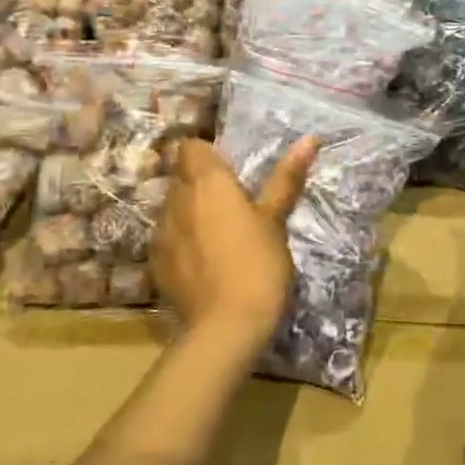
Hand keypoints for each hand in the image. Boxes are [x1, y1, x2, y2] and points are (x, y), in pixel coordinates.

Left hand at [152, 137, 317, 360]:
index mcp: (207, 181)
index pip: (189, 146)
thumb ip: (286, 177)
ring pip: (172, 206)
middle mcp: (177, 199)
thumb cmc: (258, 264)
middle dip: (199, 181)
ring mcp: (161, 232)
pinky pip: (167, 237)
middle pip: (180, 175)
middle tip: (232, 200)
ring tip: (218, 232)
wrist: (226, 326)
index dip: (206, 152)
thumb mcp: (276, 219)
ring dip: (190, 210)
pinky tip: (204, 260)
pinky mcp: (155, 263)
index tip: (230, 169)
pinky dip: (182, 240)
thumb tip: (309, 138)